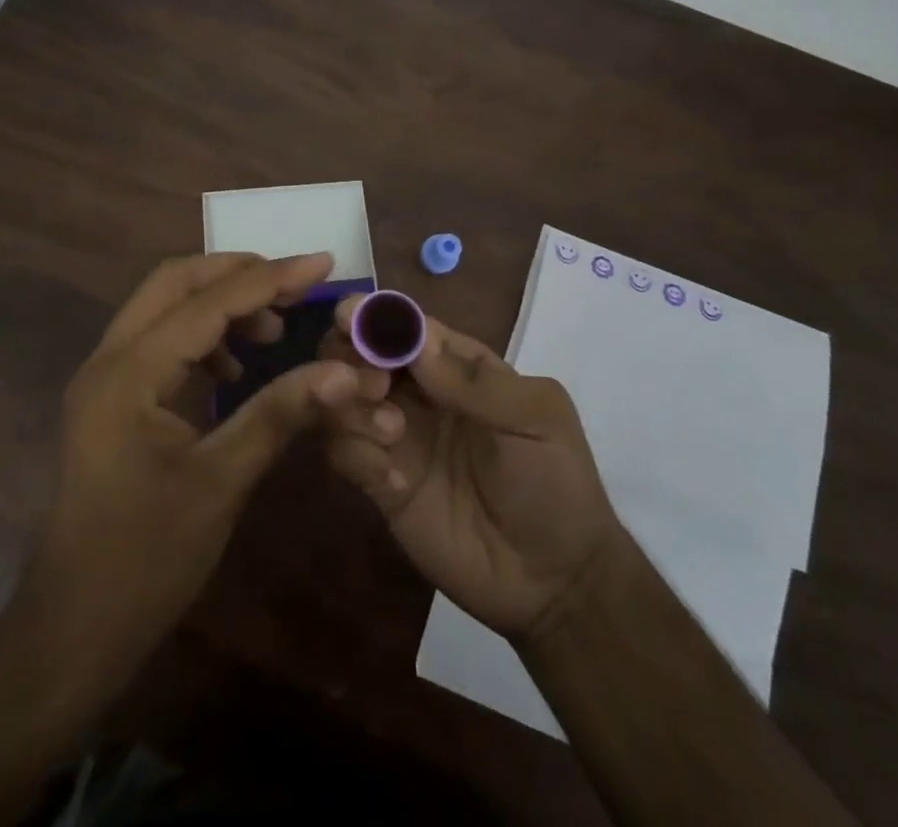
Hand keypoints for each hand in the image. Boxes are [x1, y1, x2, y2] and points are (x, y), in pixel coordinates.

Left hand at [16, 252, 362, 689]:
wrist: (72, 632)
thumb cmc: (146, 561)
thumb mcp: (222, 482)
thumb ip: (280, 413)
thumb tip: (345, 370)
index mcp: (129, 373)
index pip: (208, 302)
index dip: (270, 278)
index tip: (323, 262)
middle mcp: (108, 359)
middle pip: (175, 282)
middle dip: (237, 273)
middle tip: (295, 285)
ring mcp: (104, 378)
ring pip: (164, 307)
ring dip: (219, 303)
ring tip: (271, 330)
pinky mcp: (110, 399)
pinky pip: (159, 340)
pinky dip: (201, 335)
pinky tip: (234, 368)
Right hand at [323, 299, 623, 639]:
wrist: (555, 582)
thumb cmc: (555, 482)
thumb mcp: (536, 419)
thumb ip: (476, 382)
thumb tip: (416, 340)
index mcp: (455, 364)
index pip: (405, 325)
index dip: (374, 315)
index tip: (348, 318)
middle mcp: (417, 392)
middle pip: (359, 353)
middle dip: (351, 356)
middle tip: (374, 385)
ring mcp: (394, 436)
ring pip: (342, 398)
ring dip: (351, 405)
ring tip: (391, 432)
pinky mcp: (380, 483)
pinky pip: (343, 453)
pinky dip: (355, 454)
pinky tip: (393, 480)